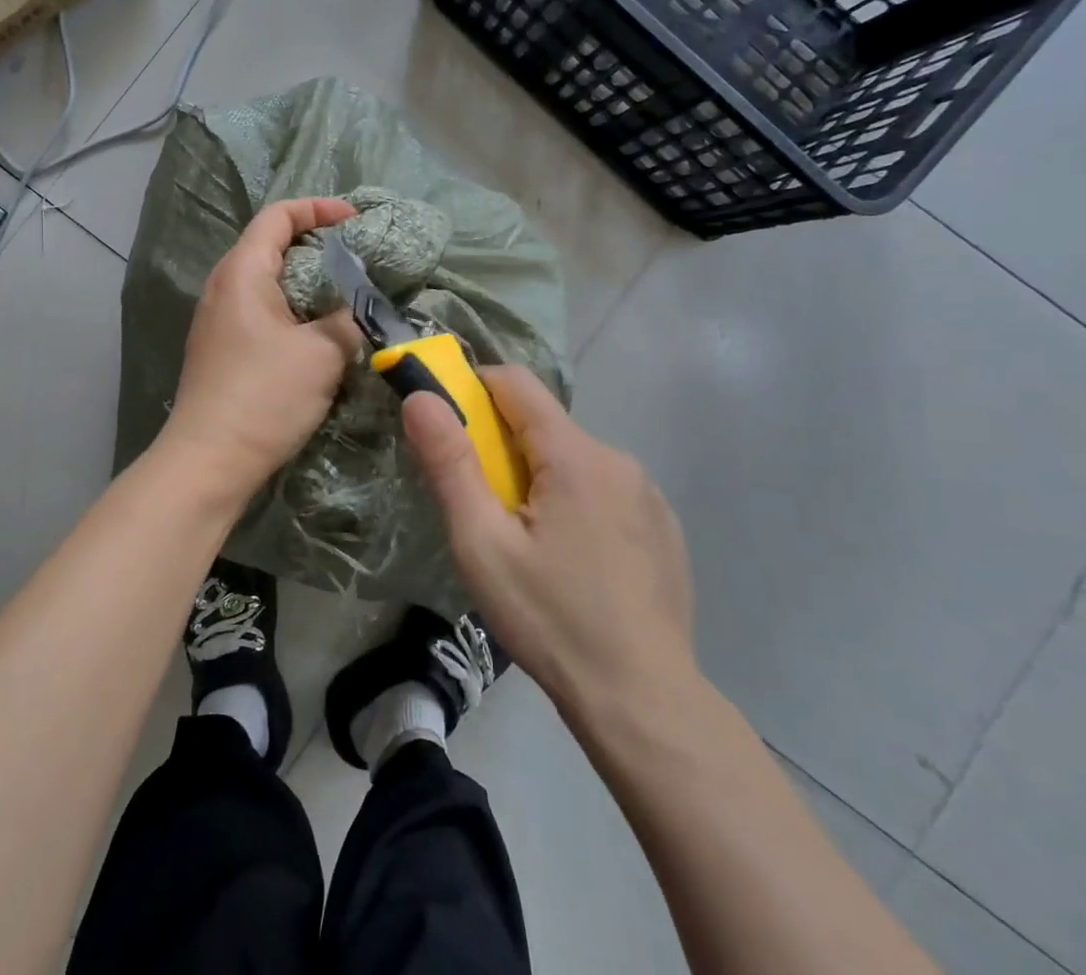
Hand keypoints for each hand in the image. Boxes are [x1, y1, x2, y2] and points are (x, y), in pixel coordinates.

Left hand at [161, 197, 362, 500]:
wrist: (209, 461)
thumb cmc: (264, 396)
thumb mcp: (322, 353)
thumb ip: (347, 319)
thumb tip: (358, 309)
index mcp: (242, 272)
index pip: (278, 216)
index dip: (318, 208)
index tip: (356, 220)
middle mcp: (223, 287)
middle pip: (271, 245)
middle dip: (317, 245)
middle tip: (358, 259)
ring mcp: (218, 320)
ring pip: (268, 282)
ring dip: (307, 282)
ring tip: (345, 295)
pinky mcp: (222, 349)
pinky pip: (262, 311)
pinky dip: (293, 309)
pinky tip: (319, 334)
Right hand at [403, 366, 695, 716]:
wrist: (645, 702)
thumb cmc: (551, 619)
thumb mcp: (482, 544)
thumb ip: (450, 463)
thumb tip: (421, 397)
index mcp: (574, 455)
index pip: (515, 383)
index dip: (474, 390)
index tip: (451, 427)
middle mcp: (617, 458)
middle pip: (544, 425)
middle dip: (504, 448)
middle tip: (484, 509)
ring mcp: (648, 493)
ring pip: (573, 460)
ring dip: (541, 479)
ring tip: (528, 545)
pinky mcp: (664, 526)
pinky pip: (605, 491)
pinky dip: (577, 503)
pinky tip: (574, 563)